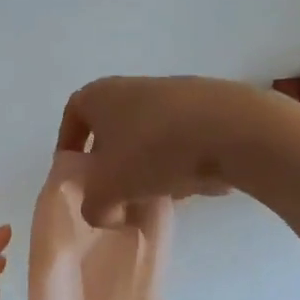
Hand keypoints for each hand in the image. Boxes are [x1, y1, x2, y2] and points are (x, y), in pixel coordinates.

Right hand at [57, 76, 283, 225]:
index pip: (73, 116)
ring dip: (145, 168)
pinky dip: (177, 164)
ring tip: (153, 197)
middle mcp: (133, 88)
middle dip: (111, 165)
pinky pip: (180, 141)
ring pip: (147, 137)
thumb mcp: (107, 191)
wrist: (230, 129)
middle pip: (112, 129)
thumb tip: (106, 212)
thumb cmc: (152, 151)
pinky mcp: (208, 109)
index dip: (70, 145)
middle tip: (114, 195)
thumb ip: (93, 207)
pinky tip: (188, 186)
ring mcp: (173, 95)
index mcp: (100, 96)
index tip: (76, 174)